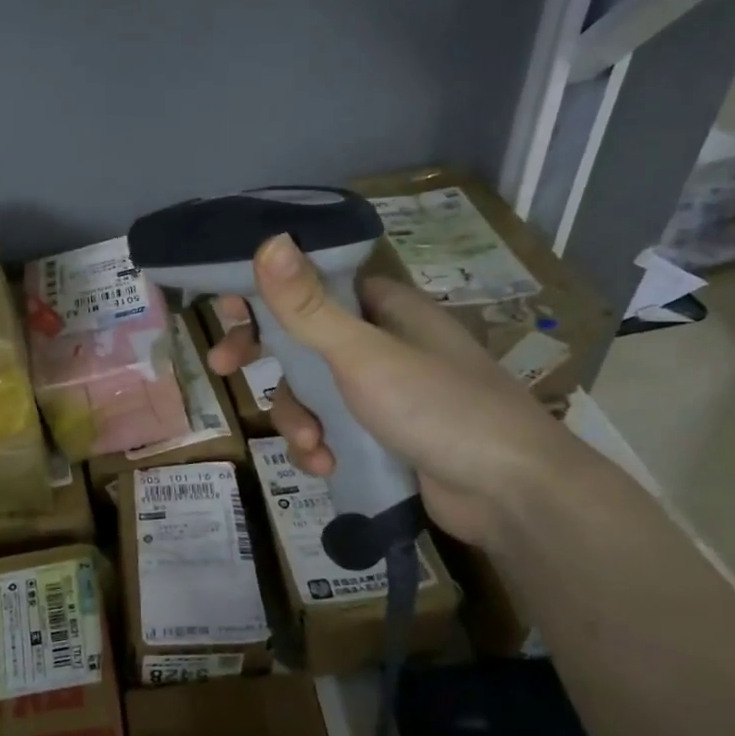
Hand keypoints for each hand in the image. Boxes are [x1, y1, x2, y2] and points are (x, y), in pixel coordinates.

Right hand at [208, 235, 579, 546]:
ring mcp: (383, 392)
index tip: (226, 309)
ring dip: (298, 419)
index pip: (312, 284)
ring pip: (312, 392)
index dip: (267, 294)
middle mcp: (382, 343)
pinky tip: (325, 467)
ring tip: (311, 446)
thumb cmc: (438, 406)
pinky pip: (332, 429)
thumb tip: (268, 241)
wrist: (511, 493)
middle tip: (223, 368)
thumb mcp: (363, 354)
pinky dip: (321, 447)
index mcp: (384, 308)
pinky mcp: (384, 435)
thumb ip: (308, 305)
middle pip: (303, 340)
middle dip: (266, 360)